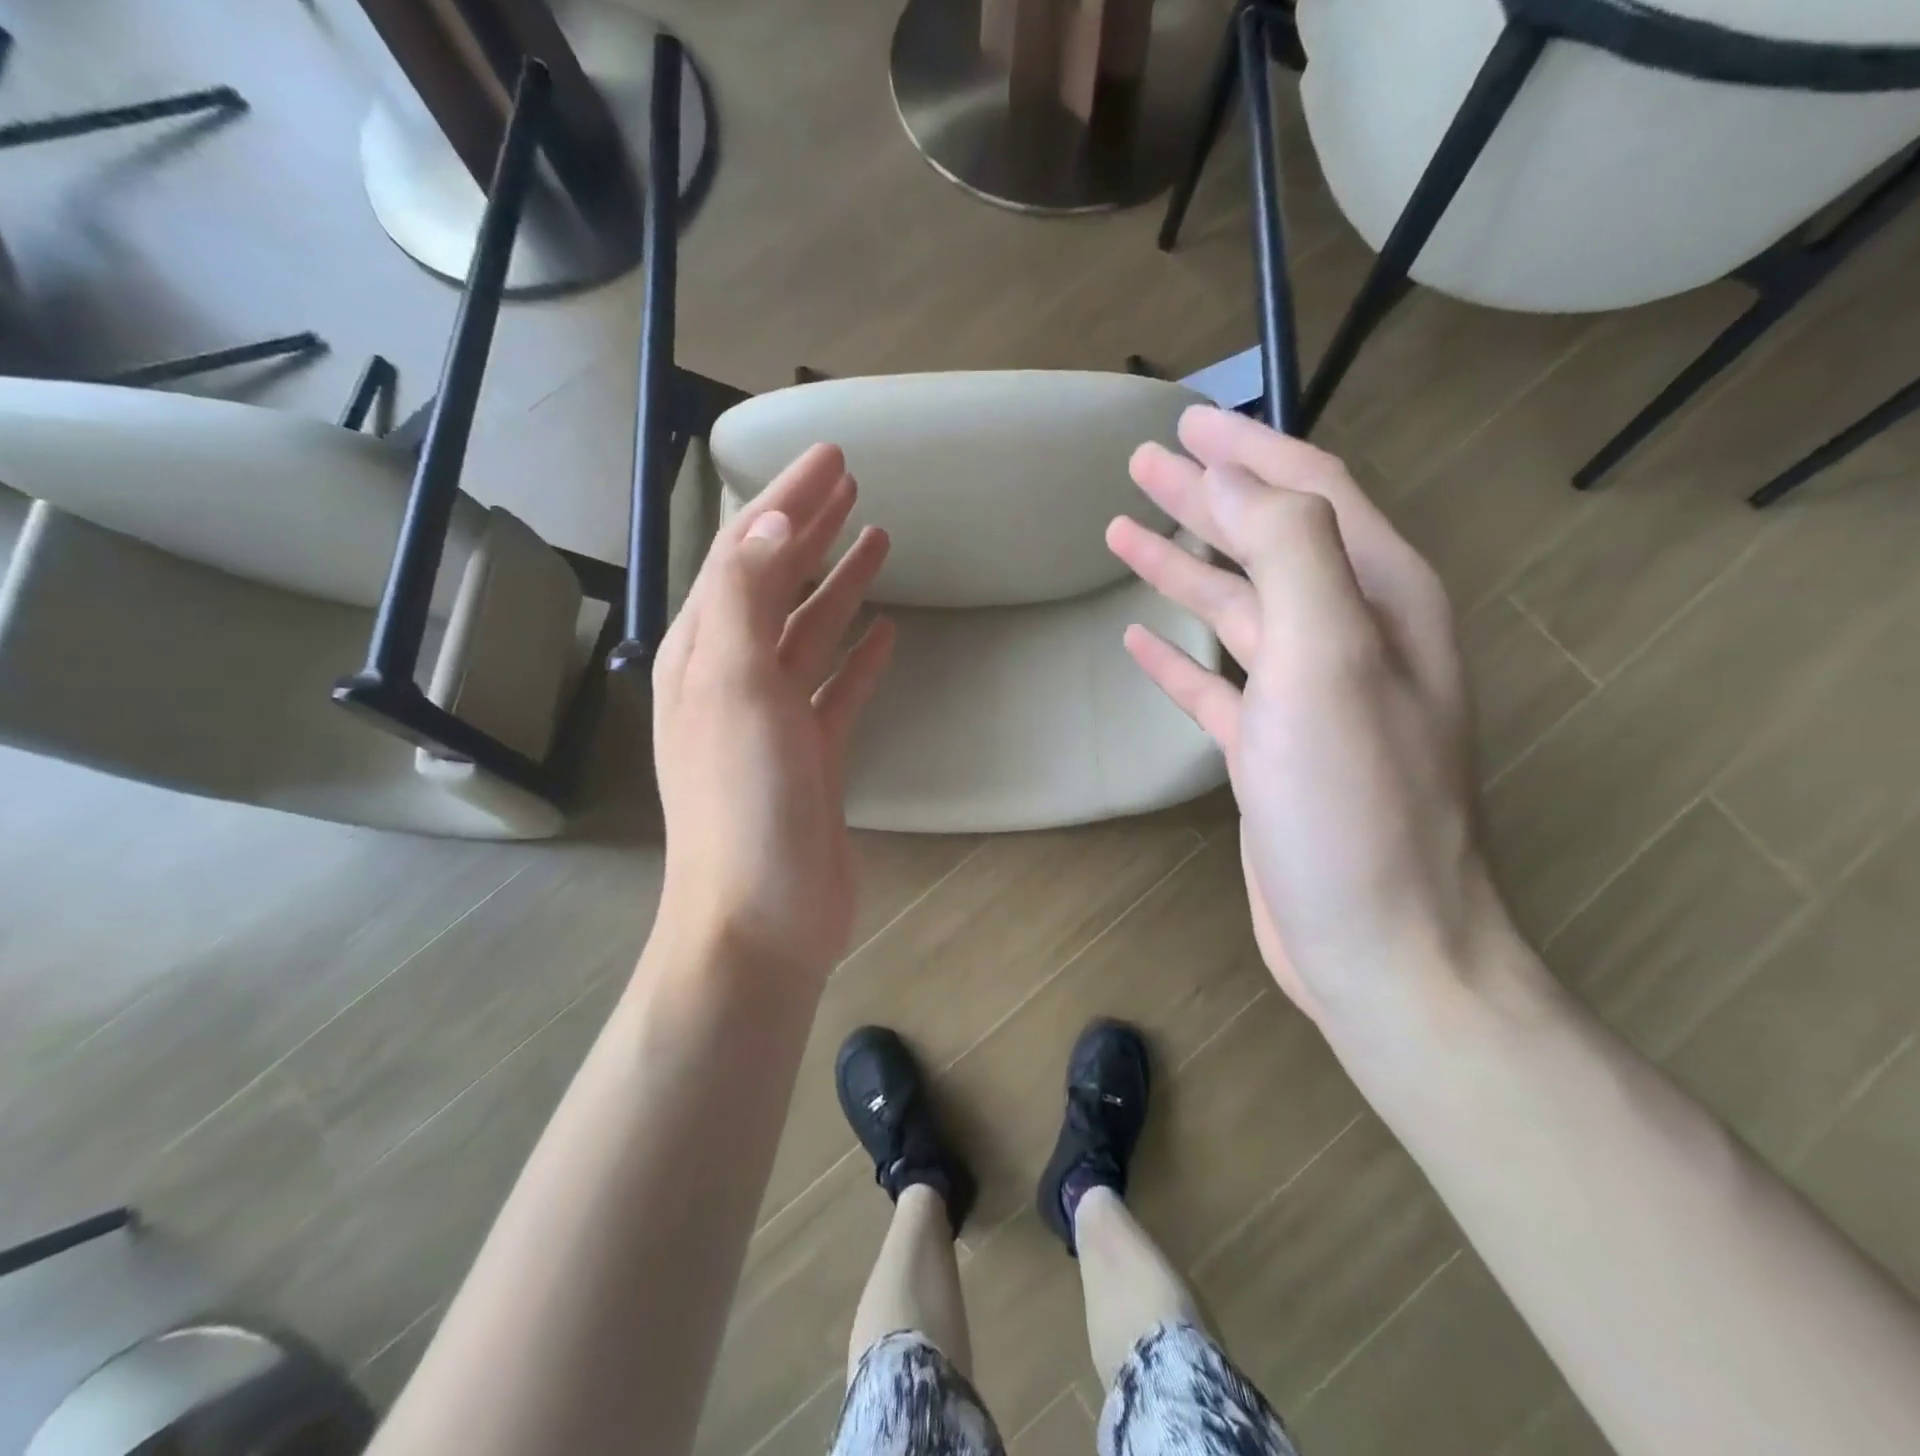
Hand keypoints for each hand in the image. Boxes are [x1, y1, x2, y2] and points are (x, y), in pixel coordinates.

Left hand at [650, 443, 892, 976]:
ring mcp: (775, 719)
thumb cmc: (743, 801)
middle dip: (810, 530)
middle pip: (776, 584)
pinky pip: (836, 689)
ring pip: (809, 632)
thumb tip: (772, 526)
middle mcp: (734, 677)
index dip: (786, 503)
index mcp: (705, 653)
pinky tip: (885, 634)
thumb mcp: (734, 687)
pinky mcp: (813, 755)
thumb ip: (746, 601)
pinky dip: (858, 657)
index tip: (832, 458)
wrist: (762, 916)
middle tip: (852, 483)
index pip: (746, 555)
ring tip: (878, 540)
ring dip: (839, 585)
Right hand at [1109, 407, 1506, 1027]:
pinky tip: (1139, 638)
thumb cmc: (1355, 804)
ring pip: (1237, 609)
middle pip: (1268, 542)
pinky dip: (1179, 656)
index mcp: (1378, 601)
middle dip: (1208, 497)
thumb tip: (1240, 484)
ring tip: (1124, 533)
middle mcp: (1350, 638)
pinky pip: (1217, 683)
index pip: (1311, 493)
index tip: (1183, 422)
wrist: (1380, 946)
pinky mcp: (1270, 751)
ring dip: (1185, 566)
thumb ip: (1293, 554)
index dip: (1247, 452)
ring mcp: (1307, 698)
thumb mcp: (1331, 660)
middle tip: (1143, 462)